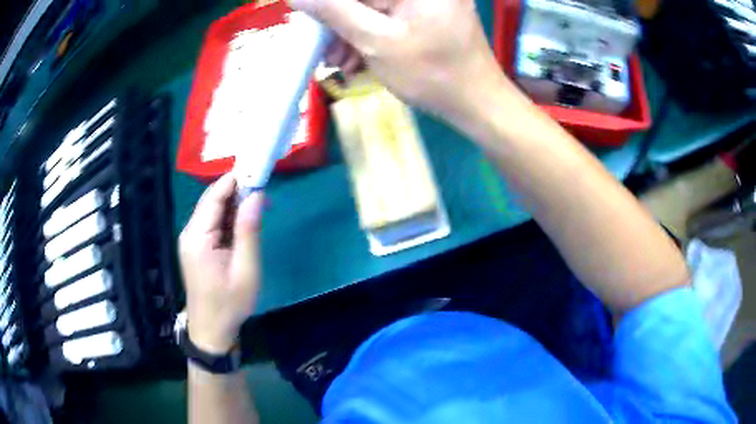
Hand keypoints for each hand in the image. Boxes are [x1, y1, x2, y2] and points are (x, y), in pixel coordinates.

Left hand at [178, 174, 263, 353]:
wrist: (211, 329)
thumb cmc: (230, 303)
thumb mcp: (246, 269)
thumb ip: (249, 230)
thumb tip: (256, 195)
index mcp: (198, 236)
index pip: (215, 195)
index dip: (236, 180)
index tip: (260, 172)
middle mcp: (190, 231)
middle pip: (213, 199)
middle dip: (238, 191)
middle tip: (265, 193)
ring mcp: (191, 238)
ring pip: (214, 209)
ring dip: (236, 205)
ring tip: (260, 208)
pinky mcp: (196, 245)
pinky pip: (213, 222)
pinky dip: (230, 218)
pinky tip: (245, 224)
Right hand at [289, 0, 507, 125]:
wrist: (476, 103)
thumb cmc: (432, 73)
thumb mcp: (375, 40)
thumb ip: (334, 11)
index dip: (331, 6)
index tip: (313, 21)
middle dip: (340, 20)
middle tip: (325, 49)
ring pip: (373, 7)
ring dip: (351, 31)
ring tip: (339, 62)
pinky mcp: (427, 11)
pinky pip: (389, 15)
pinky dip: (371, 34)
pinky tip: (358, 58)